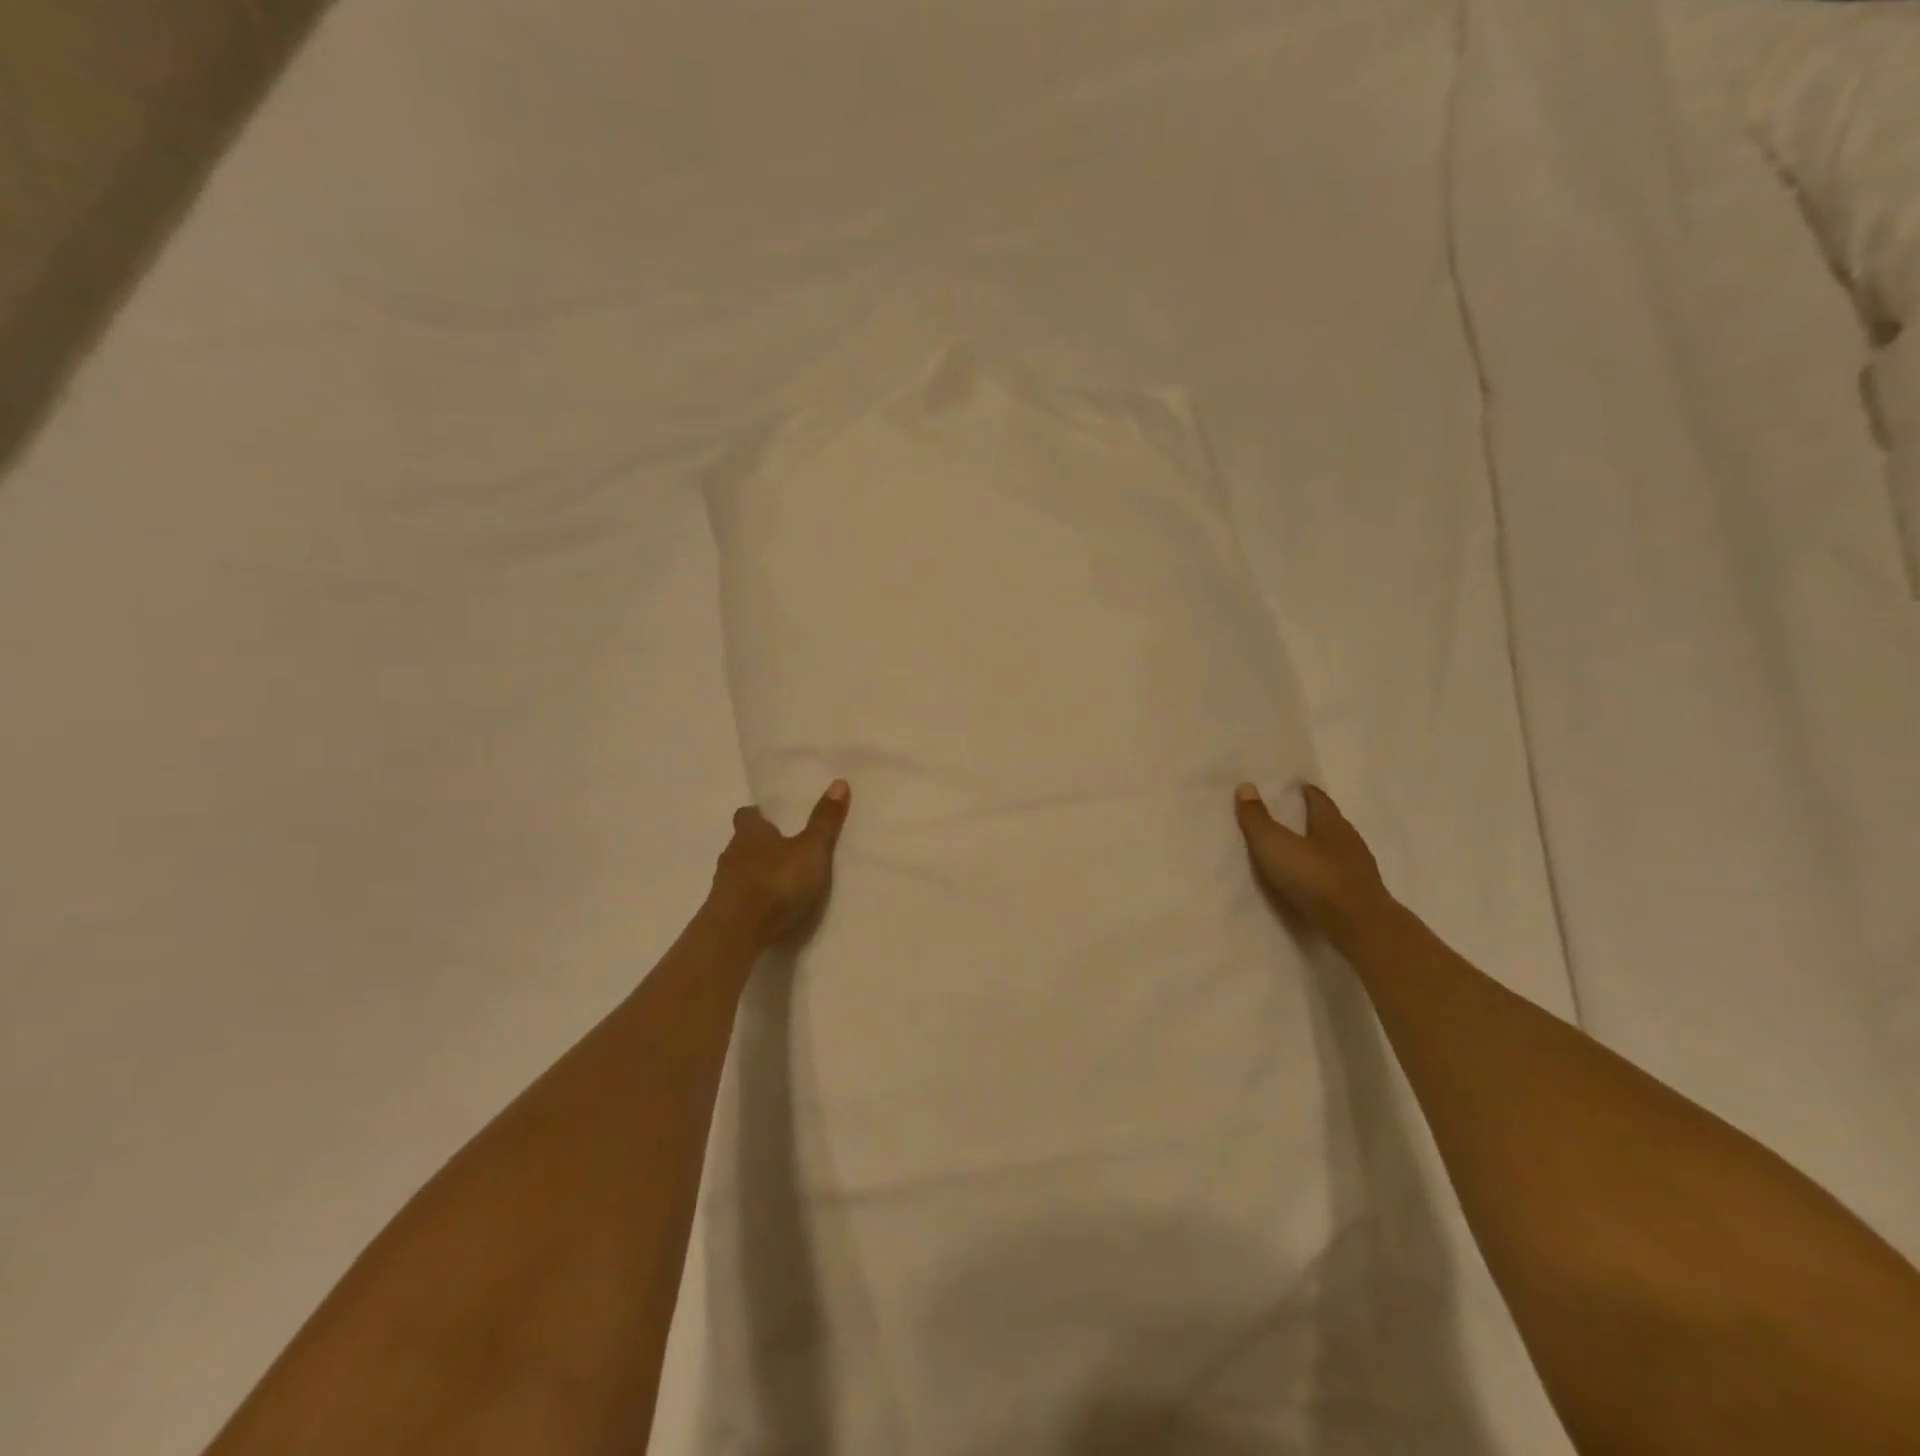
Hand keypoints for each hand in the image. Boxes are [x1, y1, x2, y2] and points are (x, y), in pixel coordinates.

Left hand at [708, 780, 851, 946]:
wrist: (736, 933)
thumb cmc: (776, 883)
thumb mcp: (811, 850)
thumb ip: (824, 821)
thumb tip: (839, 782)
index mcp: (750, 832)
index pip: (747, 815)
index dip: (758, 815)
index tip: (771, 817)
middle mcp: (731, 853)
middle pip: (742, 842)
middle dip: (759, 844)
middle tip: (783, 848)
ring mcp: (723, 884)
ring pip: (739, 870)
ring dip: (755, 872)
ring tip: (779, 880)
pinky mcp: (721, 912)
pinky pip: (738, 897)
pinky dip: (751, 898)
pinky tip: (767, 907)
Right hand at [1234, 782, 1393, 946]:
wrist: (1359, 926)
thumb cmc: (1315, 877)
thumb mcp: (1275, 845)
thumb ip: (1257, 819)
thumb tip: (1245, 786)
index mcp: (1331, 823)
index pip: (1319, 800)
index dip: (1306, 792)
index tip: (1297, 787)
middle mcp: (1349, 840)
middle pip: (1331, 822)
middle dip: (1314, 818)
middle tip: (1293, 815)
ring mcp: (1359, 869)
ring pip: (1337, 850)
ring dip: (1321, 847)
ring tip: (1300, 849)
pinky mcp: (1361, 895)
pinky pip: (1339, 874)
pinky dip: (1326, 872)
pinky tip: (1314, 880)